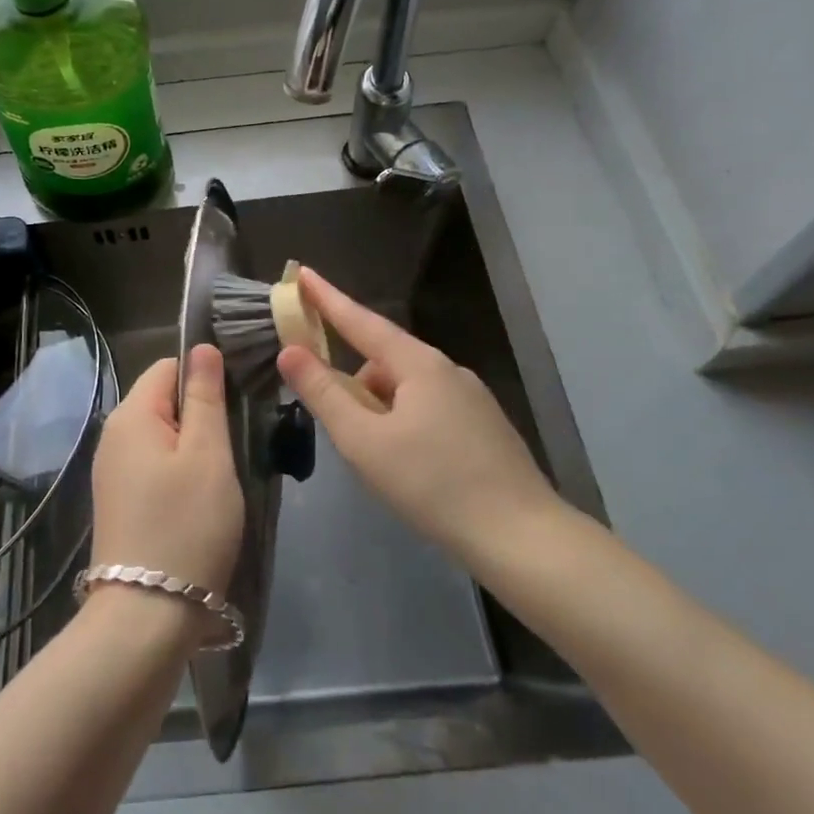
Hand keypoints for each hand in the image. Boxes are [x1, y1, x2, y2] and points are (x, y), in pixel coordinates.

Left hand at [90, 344, 243, 596]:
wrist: (145, 616)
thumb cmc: (186, 525)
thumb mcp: (208, 454)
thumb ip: (206, 396)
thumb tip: (202, 348)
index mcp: (131, 414)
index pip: (169, 367)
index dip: (204, 377)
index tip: (235, 405)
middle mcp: (113, 435)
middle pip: (163, 400)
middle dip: (200, 414)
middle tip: (233, 446)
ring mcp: (112, 470)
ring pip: (162, 435)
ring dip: (193, 446)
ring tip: (221, 476)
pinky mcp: (119, 501)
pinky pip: (154, 465)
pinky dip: (178, 471)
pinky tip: (199, 500)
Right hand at [275, 268, 564, 562]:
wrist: (523, 539)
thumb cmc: (434, 485)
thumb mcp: (364, 441)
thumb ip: (324, 393)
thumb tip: (290, 350)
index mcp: (419, 364)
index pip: (361, 320)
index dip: (327, 298)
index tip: (302, 274)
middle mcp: (448, 370)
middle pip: (383, 360)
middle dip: (354, 382)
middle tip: (338, 424)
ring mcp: (472, 398)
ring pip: (407, 388)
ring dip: (380, 408)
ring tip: (376, 459)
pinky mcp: (484, 426)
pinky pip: (429, 408)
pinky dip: (405, 423)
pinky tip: (409, 466)